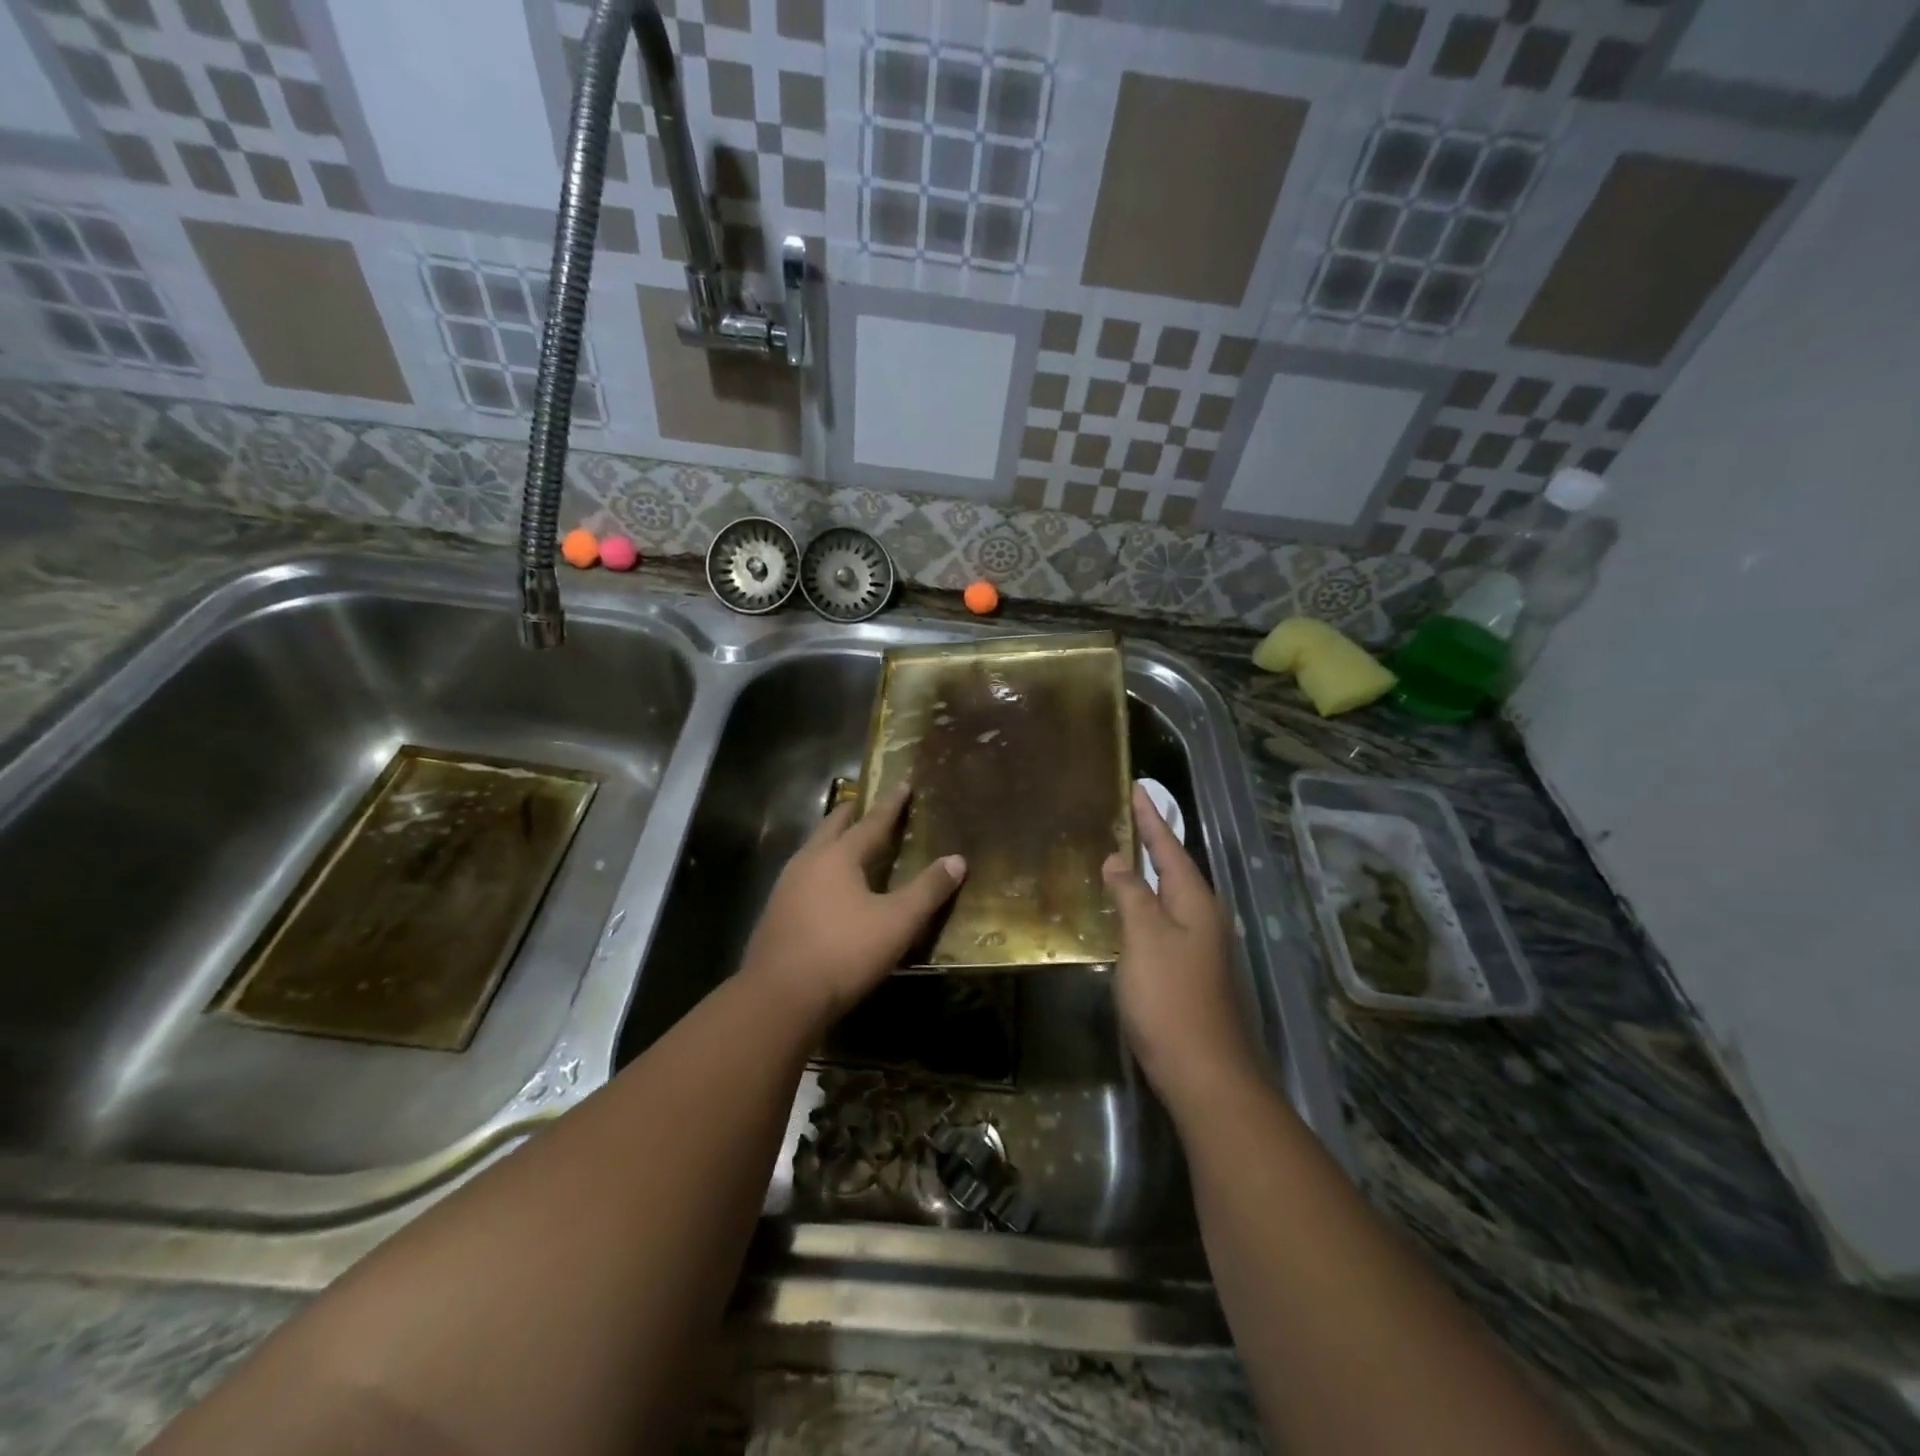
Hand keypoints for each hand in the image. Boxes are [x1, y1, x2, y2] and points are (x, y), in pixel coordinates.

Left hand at [741, 787, 965, 1029]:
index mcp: (838, 856)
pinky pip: (803, 876)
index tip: (902, 783)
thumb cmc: (844, 952)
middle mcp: (808, 862)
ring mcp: (786, 886)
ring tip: (847, 842)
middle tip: (867, 804)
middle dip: (851, 813)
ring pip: (813, 850)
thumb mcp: (897, 922)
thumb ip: (928, 890)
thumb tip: (957, 860)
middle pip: (832, 827)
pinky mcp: (775, 913)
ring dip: (832, 840)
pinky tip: (826, 887)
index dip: (891, 804)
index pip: (871, 822)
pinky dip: (820, 869)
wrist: (779, 997)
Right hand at [1102, 783, 1260, 1113]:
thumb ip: (1131, 894)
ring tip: (1127, 852)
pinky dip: (1147, 902)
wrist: (1204, 1072)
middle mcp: (1204, 917)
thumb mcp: (1144, 938)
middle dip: (1154, 840)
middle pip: (1175, 868)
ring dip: (1150, 872)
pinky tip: (1131, 908)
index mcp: (1196, 902)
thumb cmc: (1170, 997)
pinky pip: (1165, 920)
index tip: (1138, 788)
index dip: (1151, 818)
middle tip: (1130, 815)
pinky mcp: (1190, 970)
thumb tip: (1119, 858)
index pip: (1170, 847)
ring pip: (1171, 895)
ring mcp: (1200, 946)